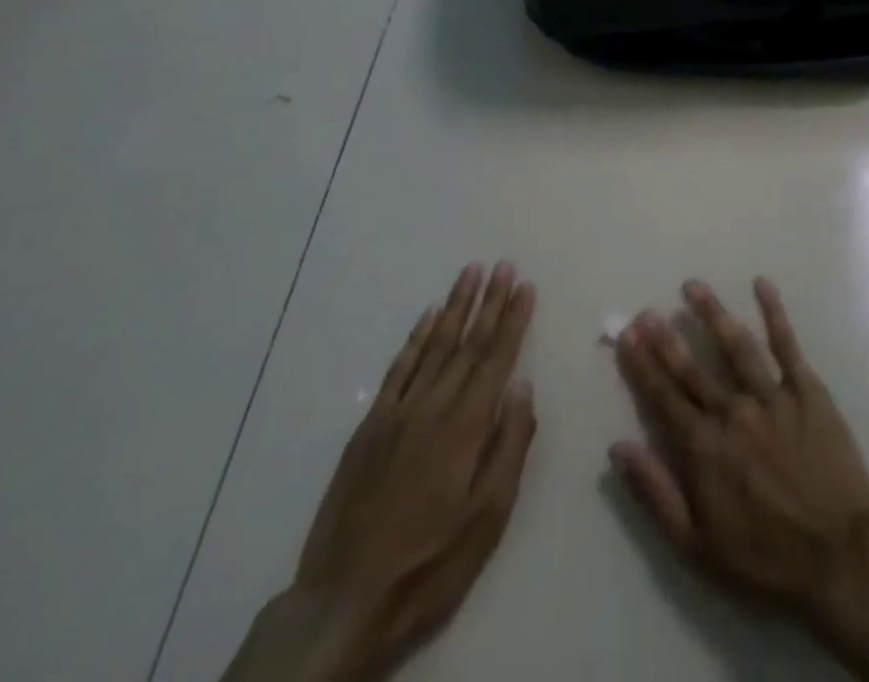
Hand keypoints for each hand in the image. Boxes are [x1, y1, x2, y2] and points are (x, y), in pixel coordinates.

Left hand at [279, 262, 537, 681]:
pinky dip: (415, 339)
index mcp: (465, 425)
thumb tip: (522, 386)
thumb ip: (510, 444)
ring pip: (433, 346)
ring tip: (470, 273)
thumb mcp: (488, 515)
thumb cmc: (431, 562)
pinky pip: (398, 370)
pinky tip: (427, 318)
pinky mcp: (369, 429)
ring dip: (455, 307)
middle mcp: (432, 407)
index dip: (513, 318)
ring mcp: (396, 414)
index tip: (525, 285)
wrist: (343, 603)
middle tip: (503, 265)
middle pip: (467, 342)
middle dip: (489, 301)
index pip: (496, 357)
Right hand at [610, 278, 868, 622]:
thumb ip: (655, 493)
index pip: (664, 397)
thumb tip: (617, 448)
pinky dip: (774, 311)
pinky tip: (761, 284)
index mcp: (704, 448)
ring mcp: (772, 396)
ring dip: (712, 313)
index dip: (643, 364)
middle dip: (667, 337)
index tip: (628, 335)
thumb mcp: (696, 546)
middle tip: (648, 309)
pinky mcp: (807, 390)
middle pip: (694, 367)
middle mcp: (733, 412)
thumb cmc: (764, 557)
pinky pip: (787, 344)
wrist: (838, 556)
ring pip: (736, 345)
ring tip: (693, 286)